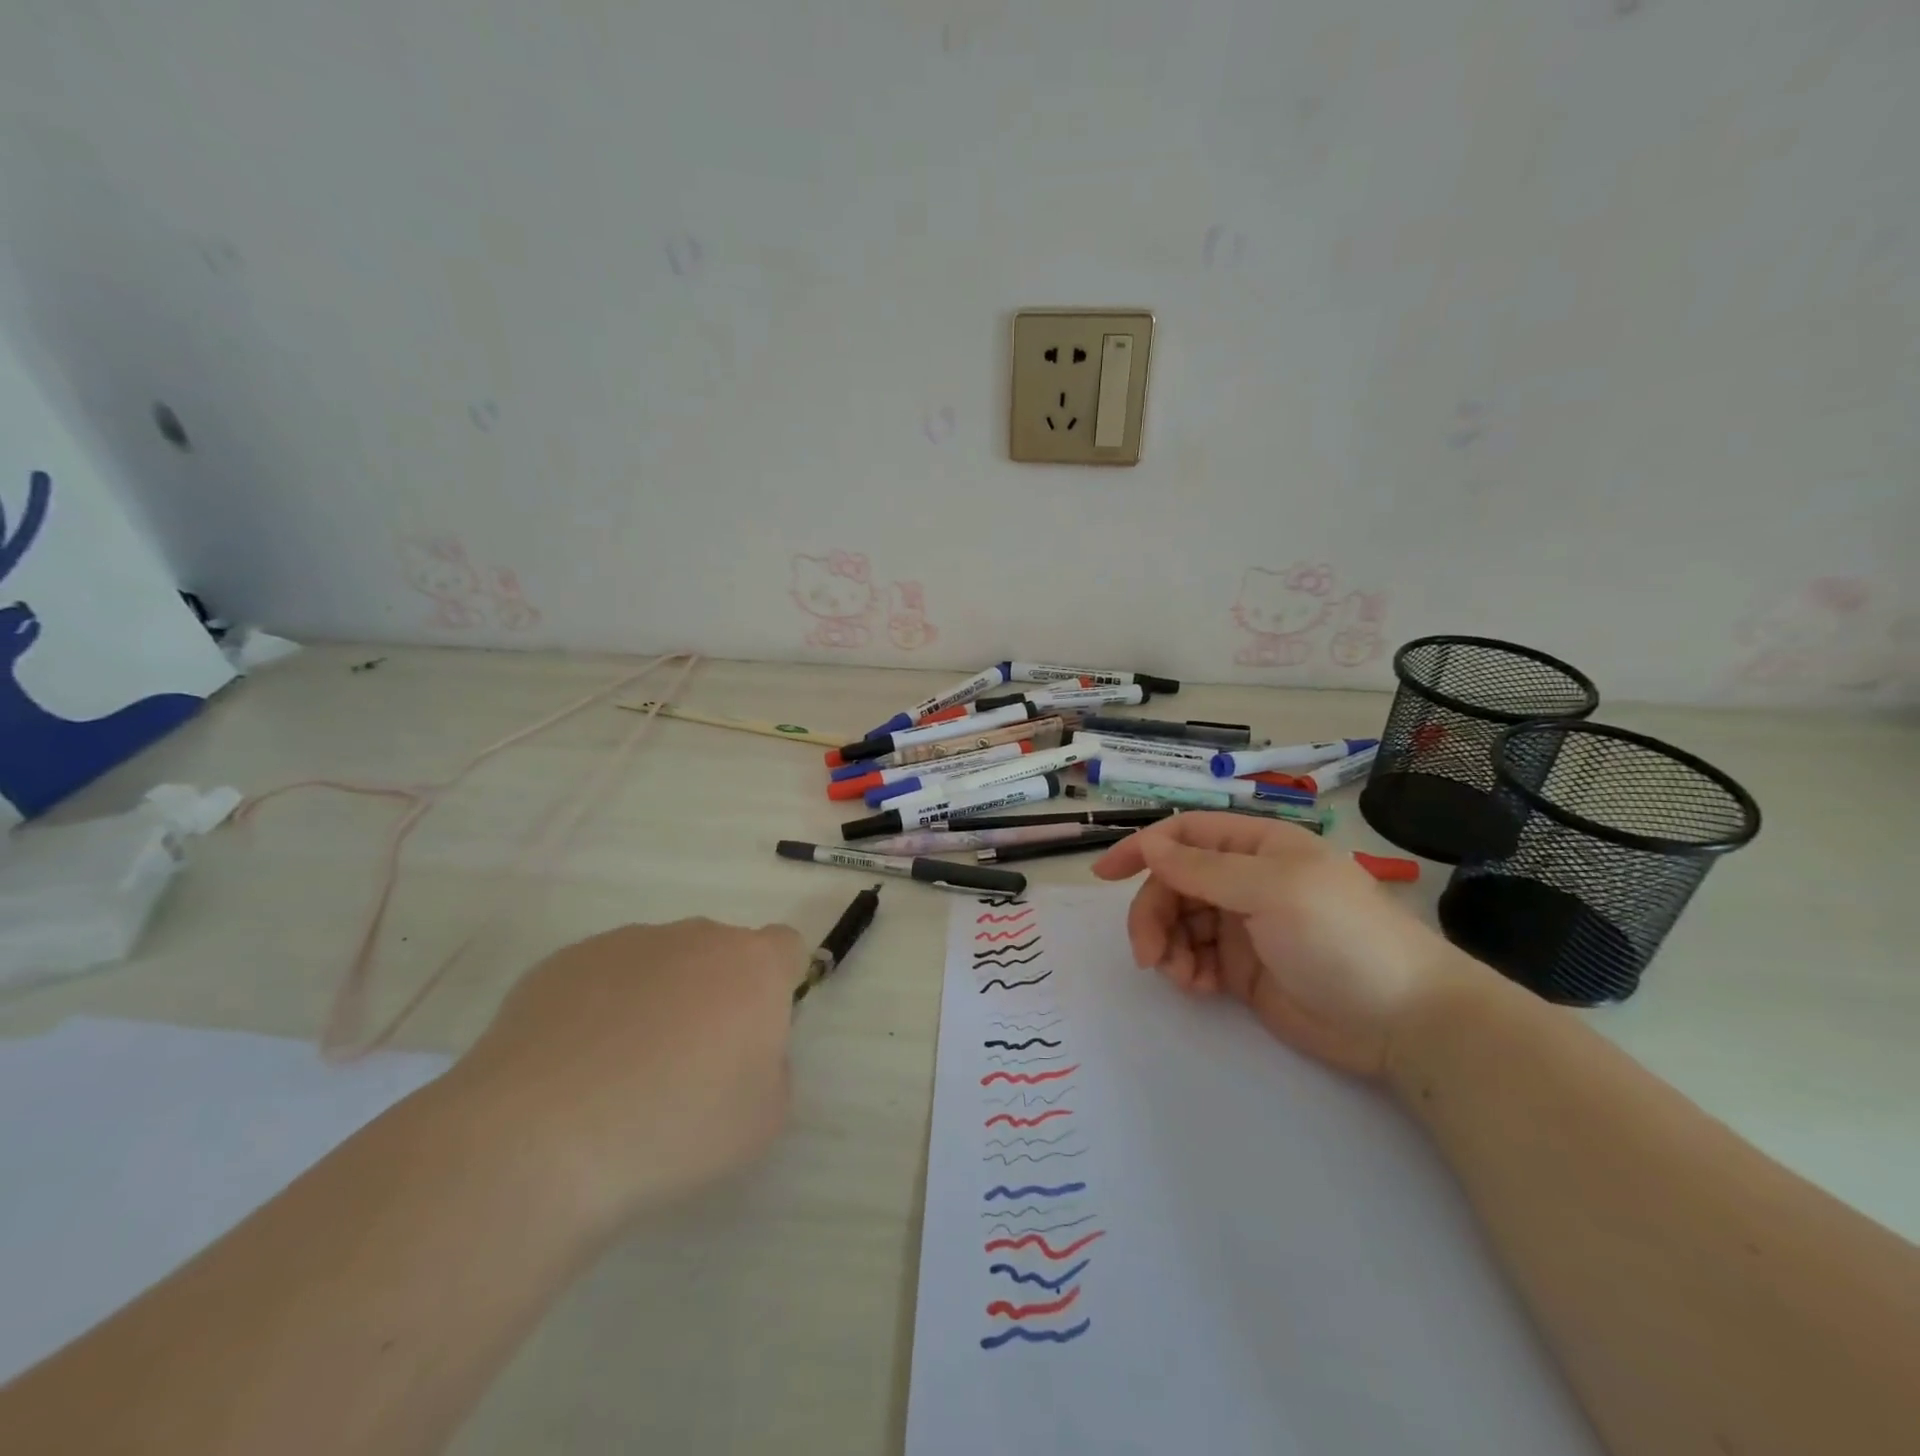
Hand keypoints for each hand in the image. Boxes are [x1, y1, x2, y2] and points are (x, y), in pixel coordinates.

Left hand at [455, 918, 802, 1225]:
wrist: (536, 1141)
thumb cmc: (674, 1129)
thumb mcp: (763, 1120)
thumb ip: (772, 1070)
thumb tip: (741, 1051)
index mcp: (752, 966)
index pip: (787, 948)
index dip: (778, 986)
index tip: (755, 1035)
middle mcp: (695, 937)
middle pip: (720, 953)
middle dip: (715, 994)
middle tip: (691, 1064)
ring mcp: (623, 943)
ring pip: (659, 962)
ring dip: (657, 999)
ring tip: (620, 1074)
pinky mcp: (561, 962)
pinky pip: (600, 978)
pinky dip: (599, 1010)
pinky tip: (573, 1069)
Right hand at [1091, 814, 1482, 1077]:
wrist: (1404, 1021)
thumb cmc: (1340, 937)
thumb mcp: (1271, 890)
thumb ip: (1204, 869)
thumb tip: (1150, 846)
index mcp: (1256, 847)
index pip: (1184, 835)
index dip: (1142, 848)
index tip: (1104, 874)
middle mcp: (1244, 880)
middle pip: (1173, 883)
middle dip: (1153, 913)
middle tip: (1147, 954)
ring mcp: (1243, 925)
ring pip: (1178, 922)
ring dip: (1166, 945)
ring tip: (1180, 976)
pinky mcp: (1243, 969)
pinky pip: (1194, 958)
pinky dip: (1185, 970)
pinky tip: (1198, 987)